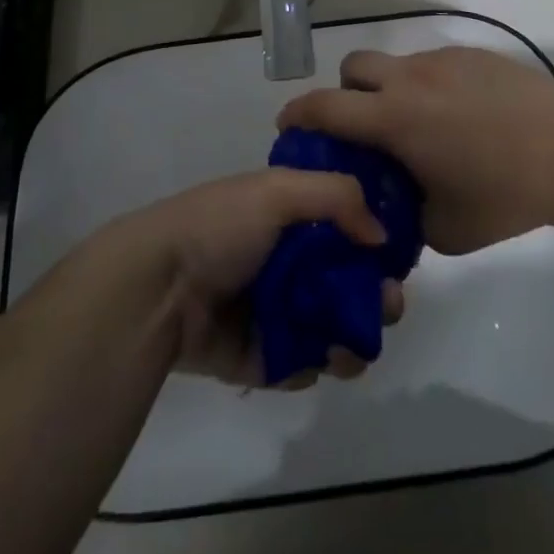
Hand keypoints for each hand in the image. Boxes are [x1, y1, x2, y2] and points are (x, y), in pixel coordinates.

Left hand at [114, 170, 406, 387]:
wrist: (157, 288)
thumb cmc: (219, 227)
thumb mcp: (277, 190)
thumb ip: (337, 196)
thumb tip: (381, 235)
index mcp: (287, 218)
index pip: (345, 227)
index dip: (375, 241)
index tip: (397, 257)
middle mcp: (285, 262)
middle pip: (345, 281)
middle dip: (374, 294)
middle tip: (387, 304)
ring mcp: (273, 311)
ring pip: (331, 327)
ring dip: (354, 336)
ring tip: (356, 344)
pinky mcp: (261, 357)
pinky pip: (303, 362)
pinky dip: (319, 363)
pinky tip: (325, 359)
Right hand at [278, 48, 553, 253]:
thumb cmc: (503, 193)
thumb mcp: (445, 228)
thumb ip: (407, 220)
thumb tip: (395, 216)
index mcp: (392, 118)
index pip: (325, 106)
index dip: (298, 114)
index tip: (289, 126)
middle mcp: (408, 79)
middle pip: (353, 66)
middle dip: (348, 93)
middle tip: (366, 127)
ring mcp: (442, 60)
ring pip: (396, 65)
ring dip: (393, 90)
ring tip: (426, 128)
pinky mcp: (472, 55)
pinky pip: (433, 65)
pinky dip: (430, 87)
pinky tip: (464, 118)